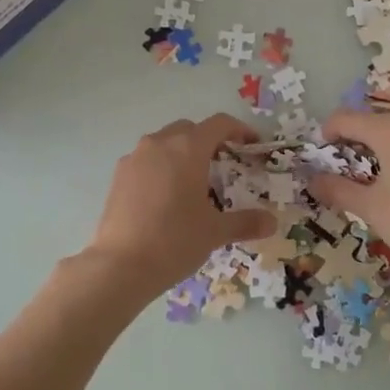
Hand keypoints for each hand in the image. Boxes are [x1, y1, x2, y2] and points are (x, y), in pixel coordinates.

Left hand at [82, 114, 275, 297]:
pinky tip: (166, 196)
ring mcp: (134, 158)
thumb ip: (245, 222)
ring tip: (193, 181)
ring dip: (181, 152)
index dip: (239, 130)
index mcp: (187, 149)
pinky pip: (146, 160)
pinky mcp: (118, 176)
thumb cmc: (175, 241)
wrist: (120, 264)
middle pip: (189, 129)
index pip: (218, 124)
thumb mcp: (215, 232)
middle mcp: (159, 144)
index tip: (251, 143)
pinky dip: (161, 167)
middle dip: (208, 140)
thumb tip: (272, 223)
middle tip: (223, 164)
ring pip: (164, 143)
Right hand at [307, 108, 389, 286]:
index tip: (322, 154)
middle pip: (376, 122)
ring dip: (385, 147)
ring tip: (380, 179)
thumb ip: (337, 188)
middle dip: (358, 142)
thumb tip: (312, 179)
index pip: (347, 119)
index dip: (329, 133)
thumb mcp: (371, 209)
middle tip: (349, 172)